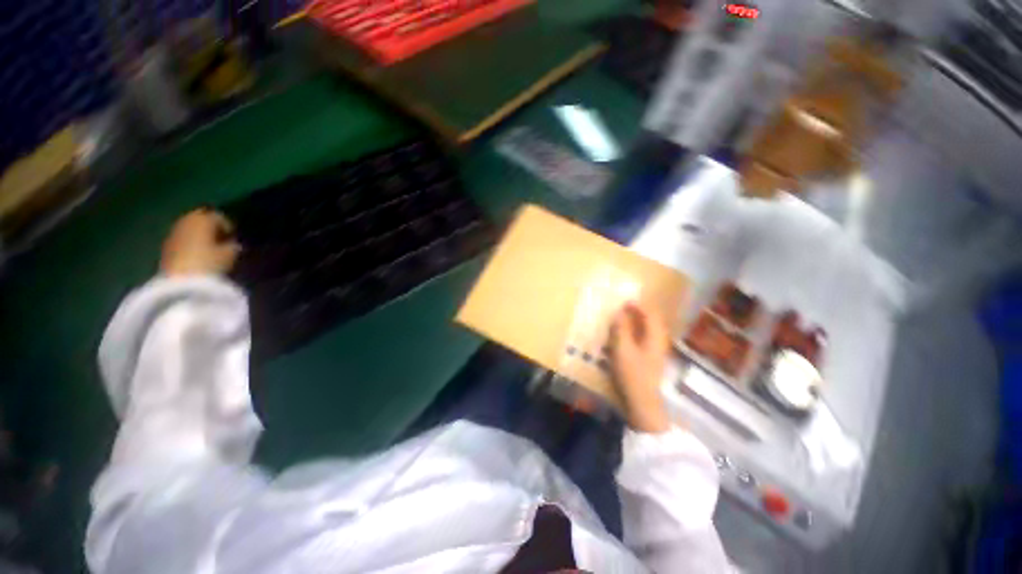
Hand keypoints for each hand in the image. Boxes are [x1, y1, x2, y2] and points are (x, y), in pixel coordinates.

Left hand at [160, 208, 239, 276]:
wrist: (182, 282)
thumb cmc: (210, 263)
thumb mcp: (230, 254)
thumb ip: (233, 245)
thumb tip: (233, 243)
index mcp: (202, 219)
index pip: (218, 216)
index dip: (228, 226)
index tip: (234, 237)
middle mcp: (185, 221)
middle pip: (200, 219)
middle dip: (210, 227)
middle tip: (221, 240)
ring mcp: (173, 234)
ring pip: (189, 229)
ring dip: (199, 235)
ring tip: (210, 249)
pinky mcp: (165, 247)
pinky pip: (181, 239)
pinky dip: (190, 244)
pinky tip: (198, 255)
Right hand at [608, 302, 671, 433]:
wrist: (642, 404)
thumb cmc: (632, 375)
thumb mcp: (622, 349)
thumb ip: (621, 329)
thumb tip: (619, 312)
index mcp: (655, 337)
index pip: (651, 314)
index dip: (639, 305)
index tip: (624, 301)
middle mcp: (659, 342)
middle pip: (652, 322)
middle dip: (639, 313)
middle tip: (623, 309)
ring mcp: (655, 353)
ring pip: (648, 331)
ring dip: (636, 323)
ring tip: (621, 320)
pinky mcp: (649, 361)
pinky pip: (643, 340)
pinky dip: (634, 334)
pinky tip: (623, 338)